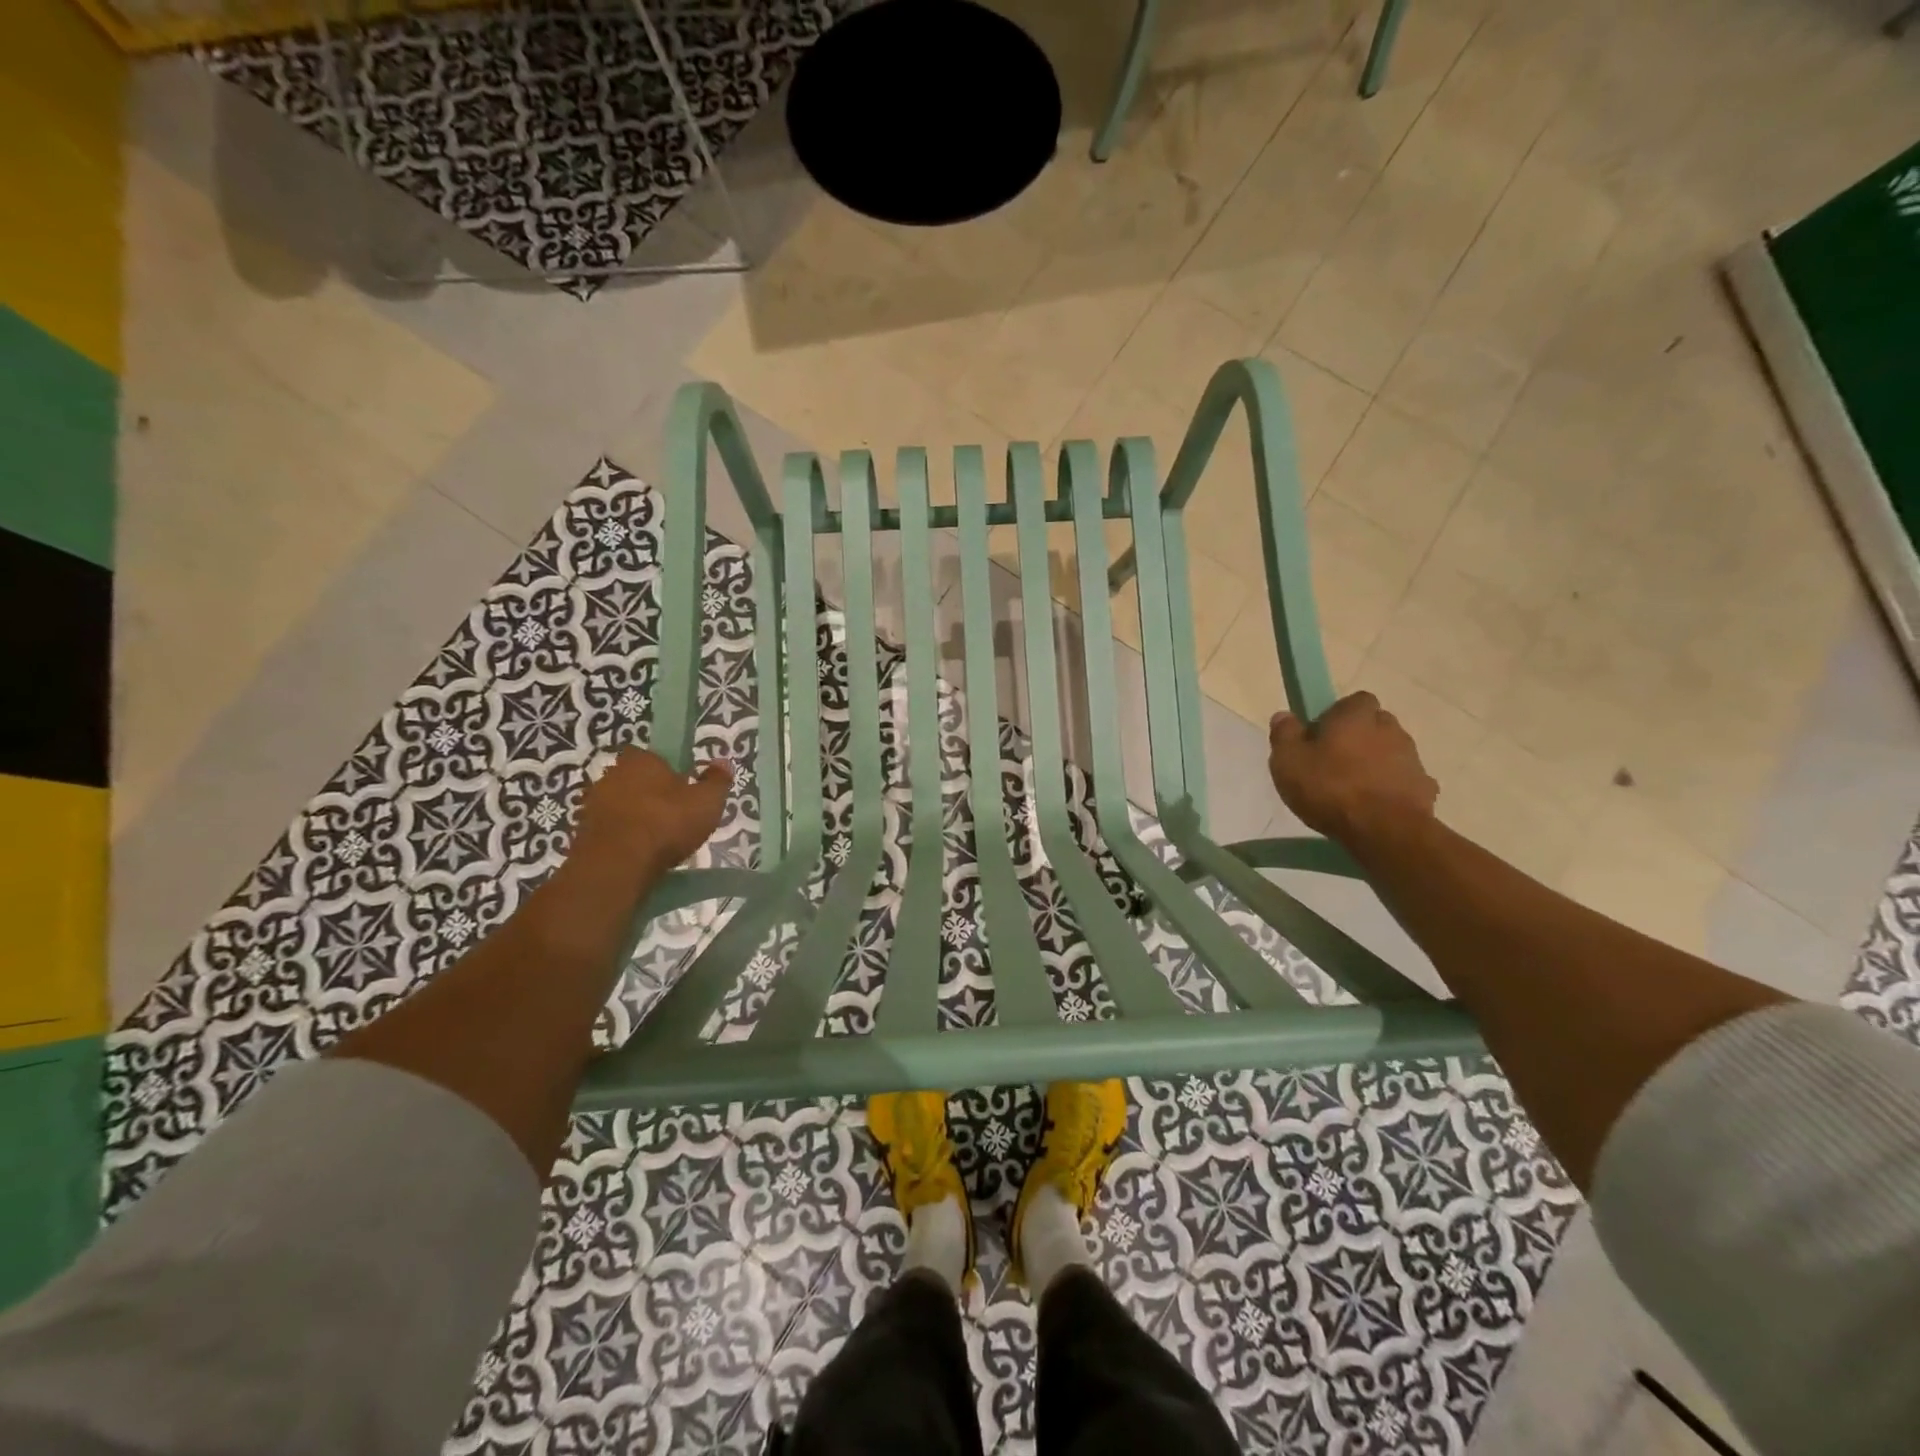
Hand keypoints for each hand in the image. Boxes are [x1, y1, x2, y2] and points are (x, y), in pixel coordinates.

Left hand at [571, 748, 733, 880]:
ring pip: (621, 806)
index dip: (668, 771)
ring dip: (636, 818)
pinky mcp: (582, 833)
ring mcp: (593, 804)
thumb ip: (717, 781)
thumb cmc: (666, 823)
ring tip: (659, 841)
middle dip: (652, 795)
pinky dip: (623, 839)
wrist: (616, 866)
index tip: (683, 789)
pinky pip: (611, 830)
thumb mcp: (707, 802)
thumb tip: (723, 761)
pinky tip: (640, 855)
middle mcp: (611, 774)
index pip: (653, 756)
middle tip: (674, 816)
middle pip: (636, 781)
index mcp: (640, 760)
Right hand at [1268, 692, 1437, 846]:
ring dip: (1375, 763)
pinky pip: (1404, 780)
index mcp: (1356, 716)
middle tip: (1333, 762)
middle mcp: (1390, 728)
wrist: (1384, 830)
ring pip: (1390, 752)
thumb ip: (1284, 734)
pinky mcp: (1425, 787)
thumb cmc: (1330, 788)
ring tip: (1352, 789)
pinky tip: (1374, 806)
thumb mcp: (1288, 761)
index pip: (1353, 701)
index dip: (1337, 715)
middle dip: (1358, 738)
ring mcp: (1412, 758)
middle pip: (1374, 725)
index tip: (1320, 736)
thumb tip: (1284, 716)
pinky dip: (1391, 788)